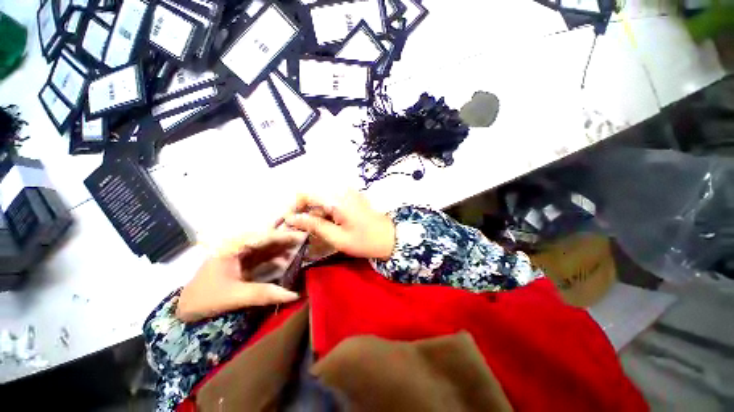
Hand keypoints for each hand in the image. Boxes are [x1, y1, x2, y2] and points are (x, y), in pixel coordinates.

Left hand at [176, 231, 304, 322]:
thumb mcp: (234, 296)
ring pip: (267, 249)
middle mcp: (239, 246)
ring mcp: (241, 255)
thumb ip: (264, 294)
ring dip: (283, 250)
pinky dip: (276, 260)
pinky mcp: (243, 264)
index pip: (264, 237)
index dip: (285, 236)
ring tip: (301, 251)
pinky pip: (264, 258)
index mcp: (233, 246)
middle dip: (287, 241)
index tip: (303, 235)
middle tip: (306, 242)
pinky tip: (287, 262)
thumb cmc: (205, 299)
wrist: (184, 311)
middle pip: (268, 240)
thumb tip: (294, 295)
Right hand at [283, 192, 395, 259]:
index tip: (289, 222)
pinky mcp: (351, 199)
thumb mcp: (337, 237)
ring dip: (314, 215)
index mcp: (336, 199)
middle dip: (304, 213)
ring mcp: (347, 194)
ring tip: (312, 232)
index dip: (294, 207)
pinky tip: (326, 227)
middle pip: (313, 197)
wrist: (390, 238)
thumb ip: (314, 225)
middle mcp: (341, 191)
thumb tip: (291, 218)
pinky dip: (325, 214)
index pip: (305, 194)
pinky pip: (332, 203)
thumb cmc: (365, 241)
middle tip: (300, 232)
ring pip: (322, 201)